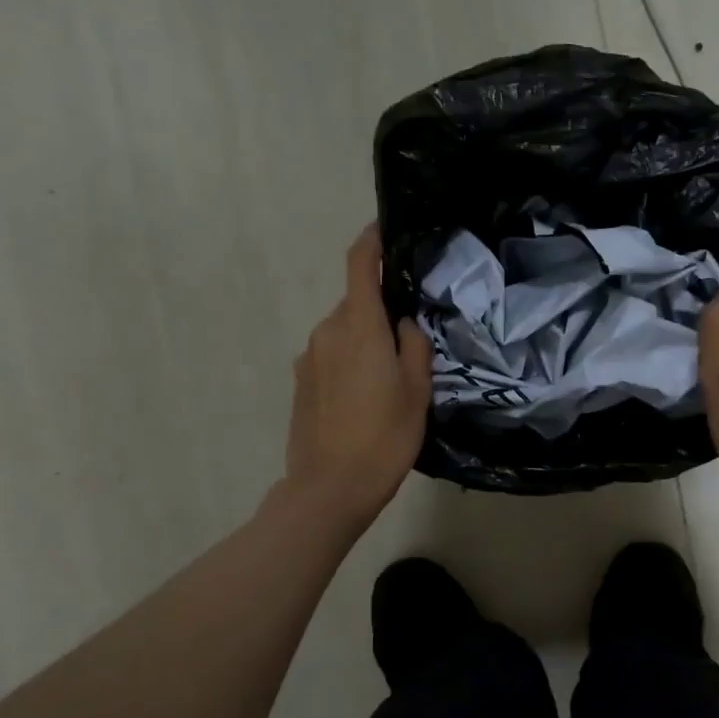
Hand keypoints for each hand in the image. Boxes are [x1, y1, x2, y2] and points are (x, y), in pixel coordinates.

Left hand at [285, 225, 431, 526]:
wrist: (329, 488)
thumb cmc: (384, 438)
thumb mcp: (418, 392)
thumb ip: (414, 347)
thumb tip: (404, 323)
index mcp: (359, 327)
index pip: (360, 266)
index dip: (371, 242)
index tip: (384, 229)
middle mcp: (328, 332)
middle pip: (356, 303)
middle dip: (381, 310)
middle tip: (411, 338)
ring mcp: (309, 357)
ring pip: (344, 332)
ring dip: (366, 340)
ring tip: (390, 376)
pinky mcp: (300, 382)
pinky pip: (331, 356)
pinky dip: (350, 362)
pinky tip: (365, 397)